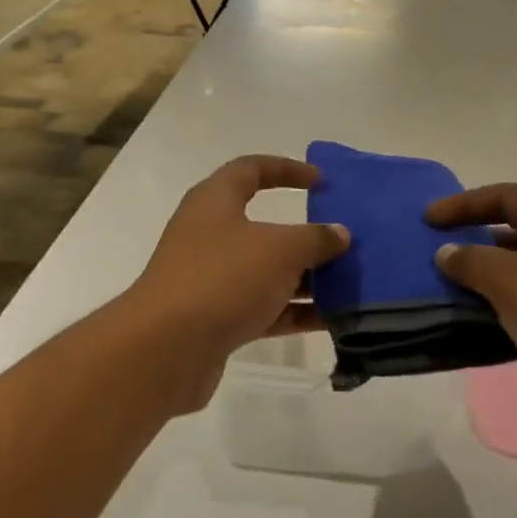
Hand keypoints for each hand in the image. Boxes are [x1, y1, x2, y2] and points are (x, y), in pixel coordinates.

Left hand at [125, 156, 349, 409]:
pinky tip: (330, 319)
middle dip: (305, 235)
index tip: (322, 182)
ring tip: (348, 284)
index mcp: (215, 201)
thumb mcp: (279, 249)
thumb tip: (338, 233)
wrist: (167, 348)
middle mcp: (209, 234)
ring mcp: (210, 278)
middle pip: (263, 225)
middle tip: (343, 241)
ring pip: (265, 270)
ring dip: (304, 277)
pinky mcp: (215, 318)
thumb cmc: (223, 278)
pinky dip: (292, 310)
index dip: (287, 169)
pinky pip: (262, 307)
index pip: (251, 169)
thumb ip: (314, 239)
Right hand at [427, 185, 516, 465]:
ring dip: (487, 284)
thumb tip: (447, 252)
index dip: (464, 203)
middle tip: (433, 260)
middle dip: (473, 244)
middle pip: (515, 234)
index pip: (506, 196)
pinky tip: (481, 332)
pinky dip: (506, 316)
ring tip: (446, 297)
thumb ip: (474, 262)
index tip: (427, 221)